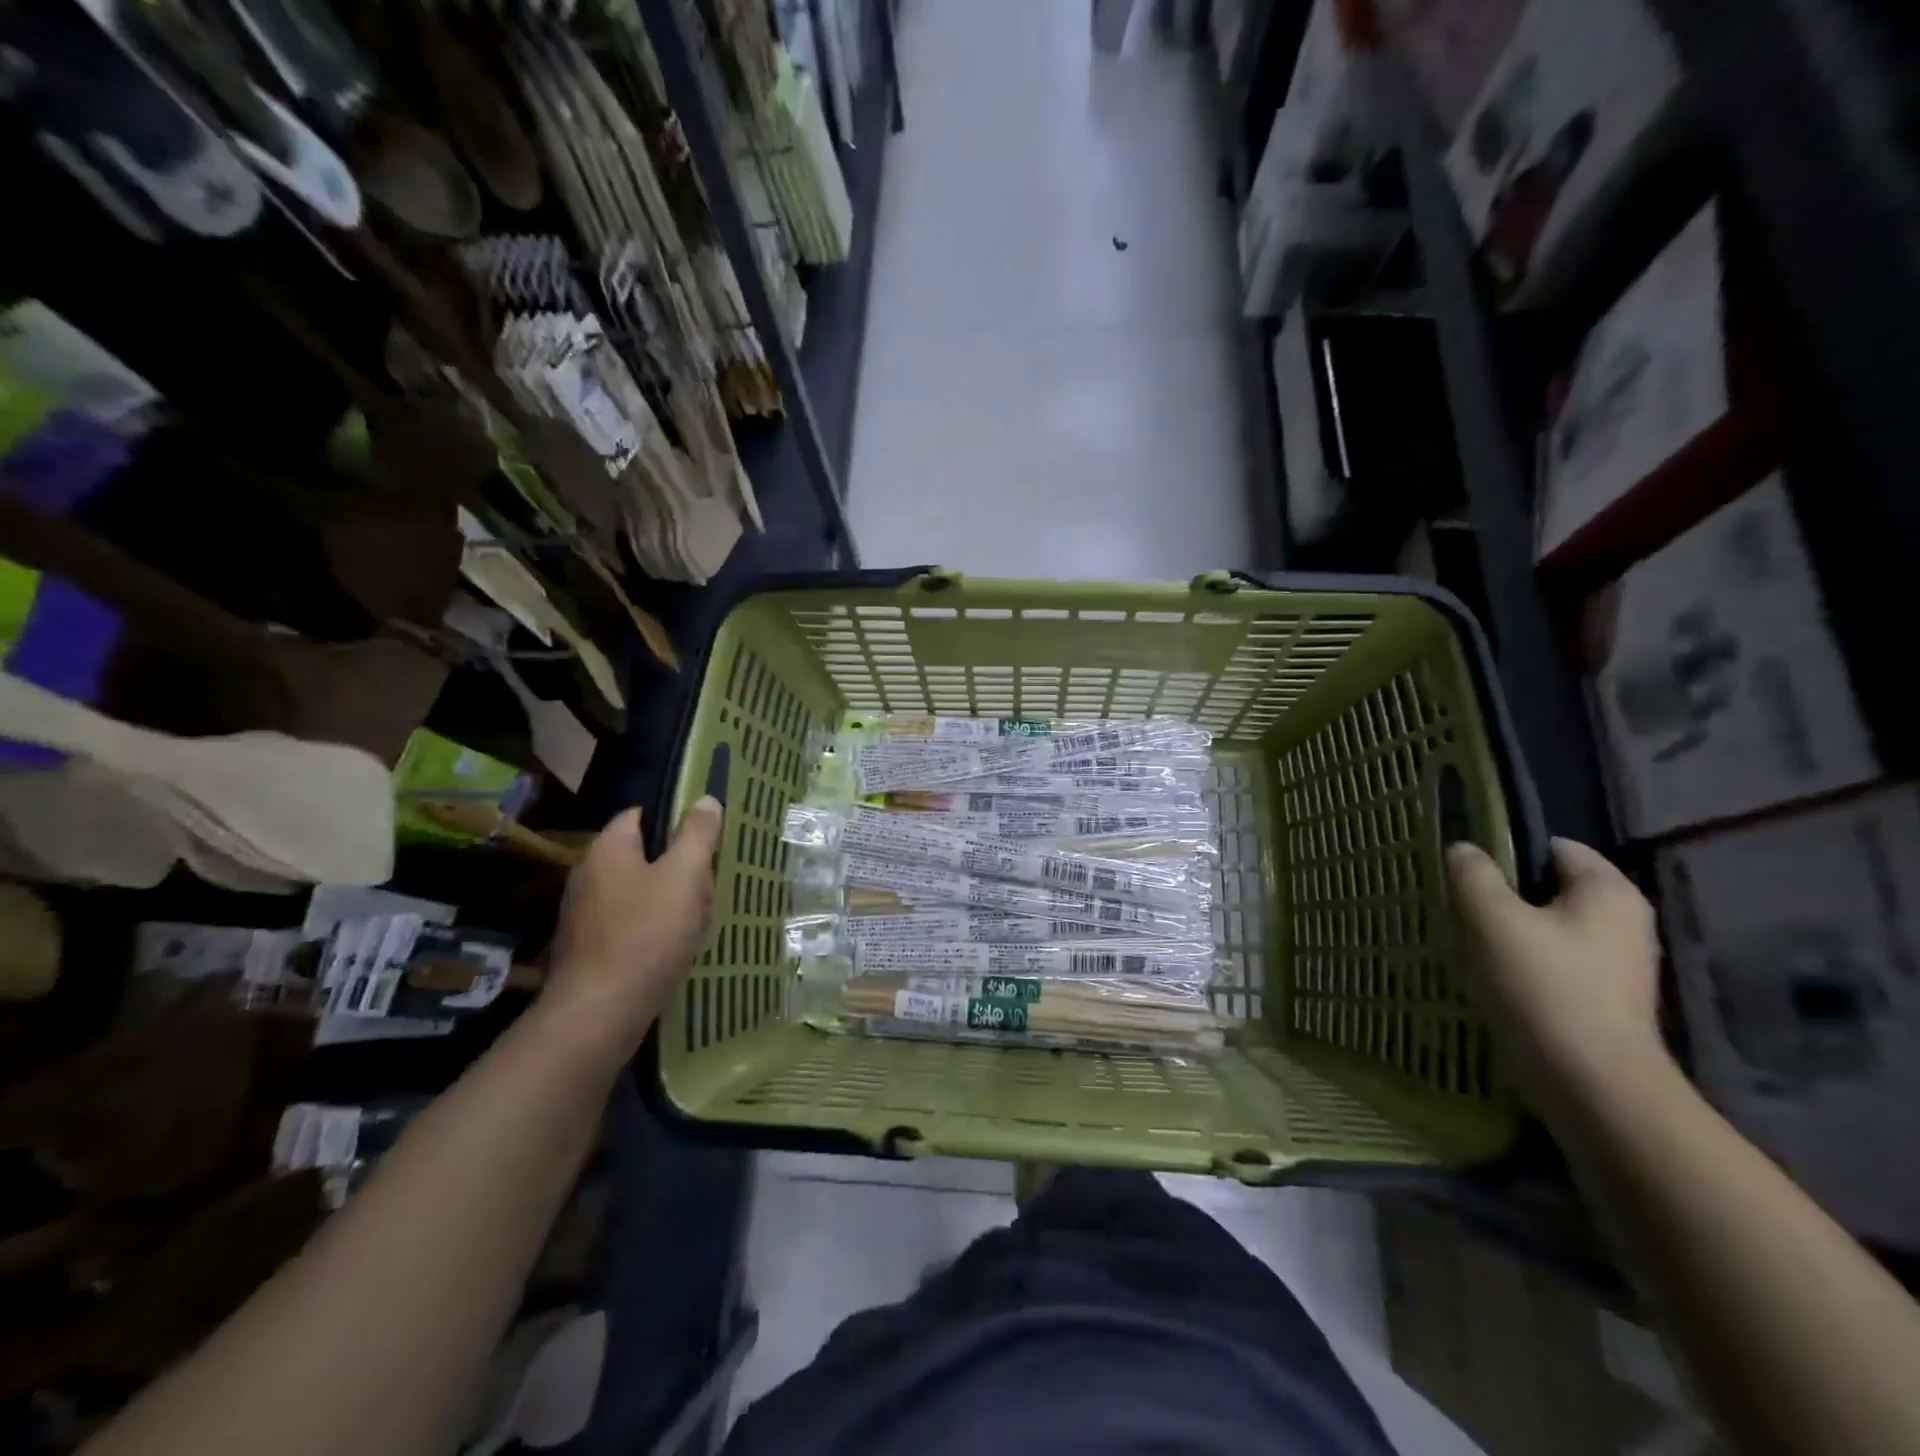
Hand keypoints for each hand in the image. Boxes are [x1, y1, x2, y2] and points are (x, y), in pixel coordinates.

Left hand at [542, 797, 724, 1056]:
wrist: (599, 1014)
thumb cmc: (646, 934)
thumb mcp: (684, 876)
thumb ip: (697, 834)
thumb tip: (705, 800)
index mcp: (608, 849)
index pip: (641, 815)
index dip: (676, 820)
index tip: (708, 838)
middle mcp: (589, 875)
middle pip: (645, 856)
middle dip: (681, 868)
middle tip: (709, 885)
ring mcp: (586, 915)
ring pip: (642, 893)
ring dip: (673, 902)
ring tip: (701, 921)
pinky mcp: (590, 949)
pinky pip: (632, 925)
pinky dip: (656, 930)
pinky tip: (678, 948)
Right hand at [1446, 837, 1667, 1113]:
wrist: (1591, 1085)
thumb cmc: (1544, 987)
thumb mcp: (1492, 919)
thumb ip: (1473, 875)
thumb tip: (1464, 850)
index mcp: (1609, 891)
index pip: (1553, 846)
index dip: (1505, 849)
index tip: (1464, 869)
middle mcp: (1624, 921)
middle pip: (1548, 888)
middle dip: (1502, 894)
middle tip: (1457, 904)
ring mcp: (1618, 964)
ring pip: (1547, 928)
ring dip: (1507, 931)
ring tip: (1466, 941)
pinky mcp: (1603, 1000)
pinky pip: (1553, 963)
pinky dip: (1522, 964)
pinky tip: (1490, 976)